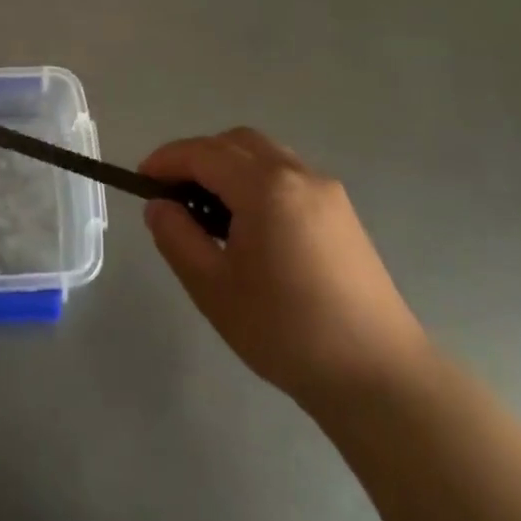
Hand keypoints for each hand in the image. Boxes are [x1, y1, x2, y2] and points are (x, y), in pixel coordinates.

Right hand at [141, 129, 433, 418]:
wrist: (379, 377)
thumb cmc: (286, 331)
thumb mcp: (213, 288)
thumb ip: (177, 237)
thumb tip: (159, 205)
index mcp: (265, 187)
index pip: (202, 153)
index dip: (166, 160)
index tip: (140, 180)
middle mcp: (298, 174)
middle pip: (235, 142)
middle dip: (196, 157)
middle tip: (172, 194)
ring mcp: (326, 190)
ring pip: (263, 154)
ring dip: (227, 166)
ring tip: (208, 210)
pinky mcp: (341, 212)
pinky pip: (286, 174)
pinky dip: (255, 180)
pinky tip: (248, 224)